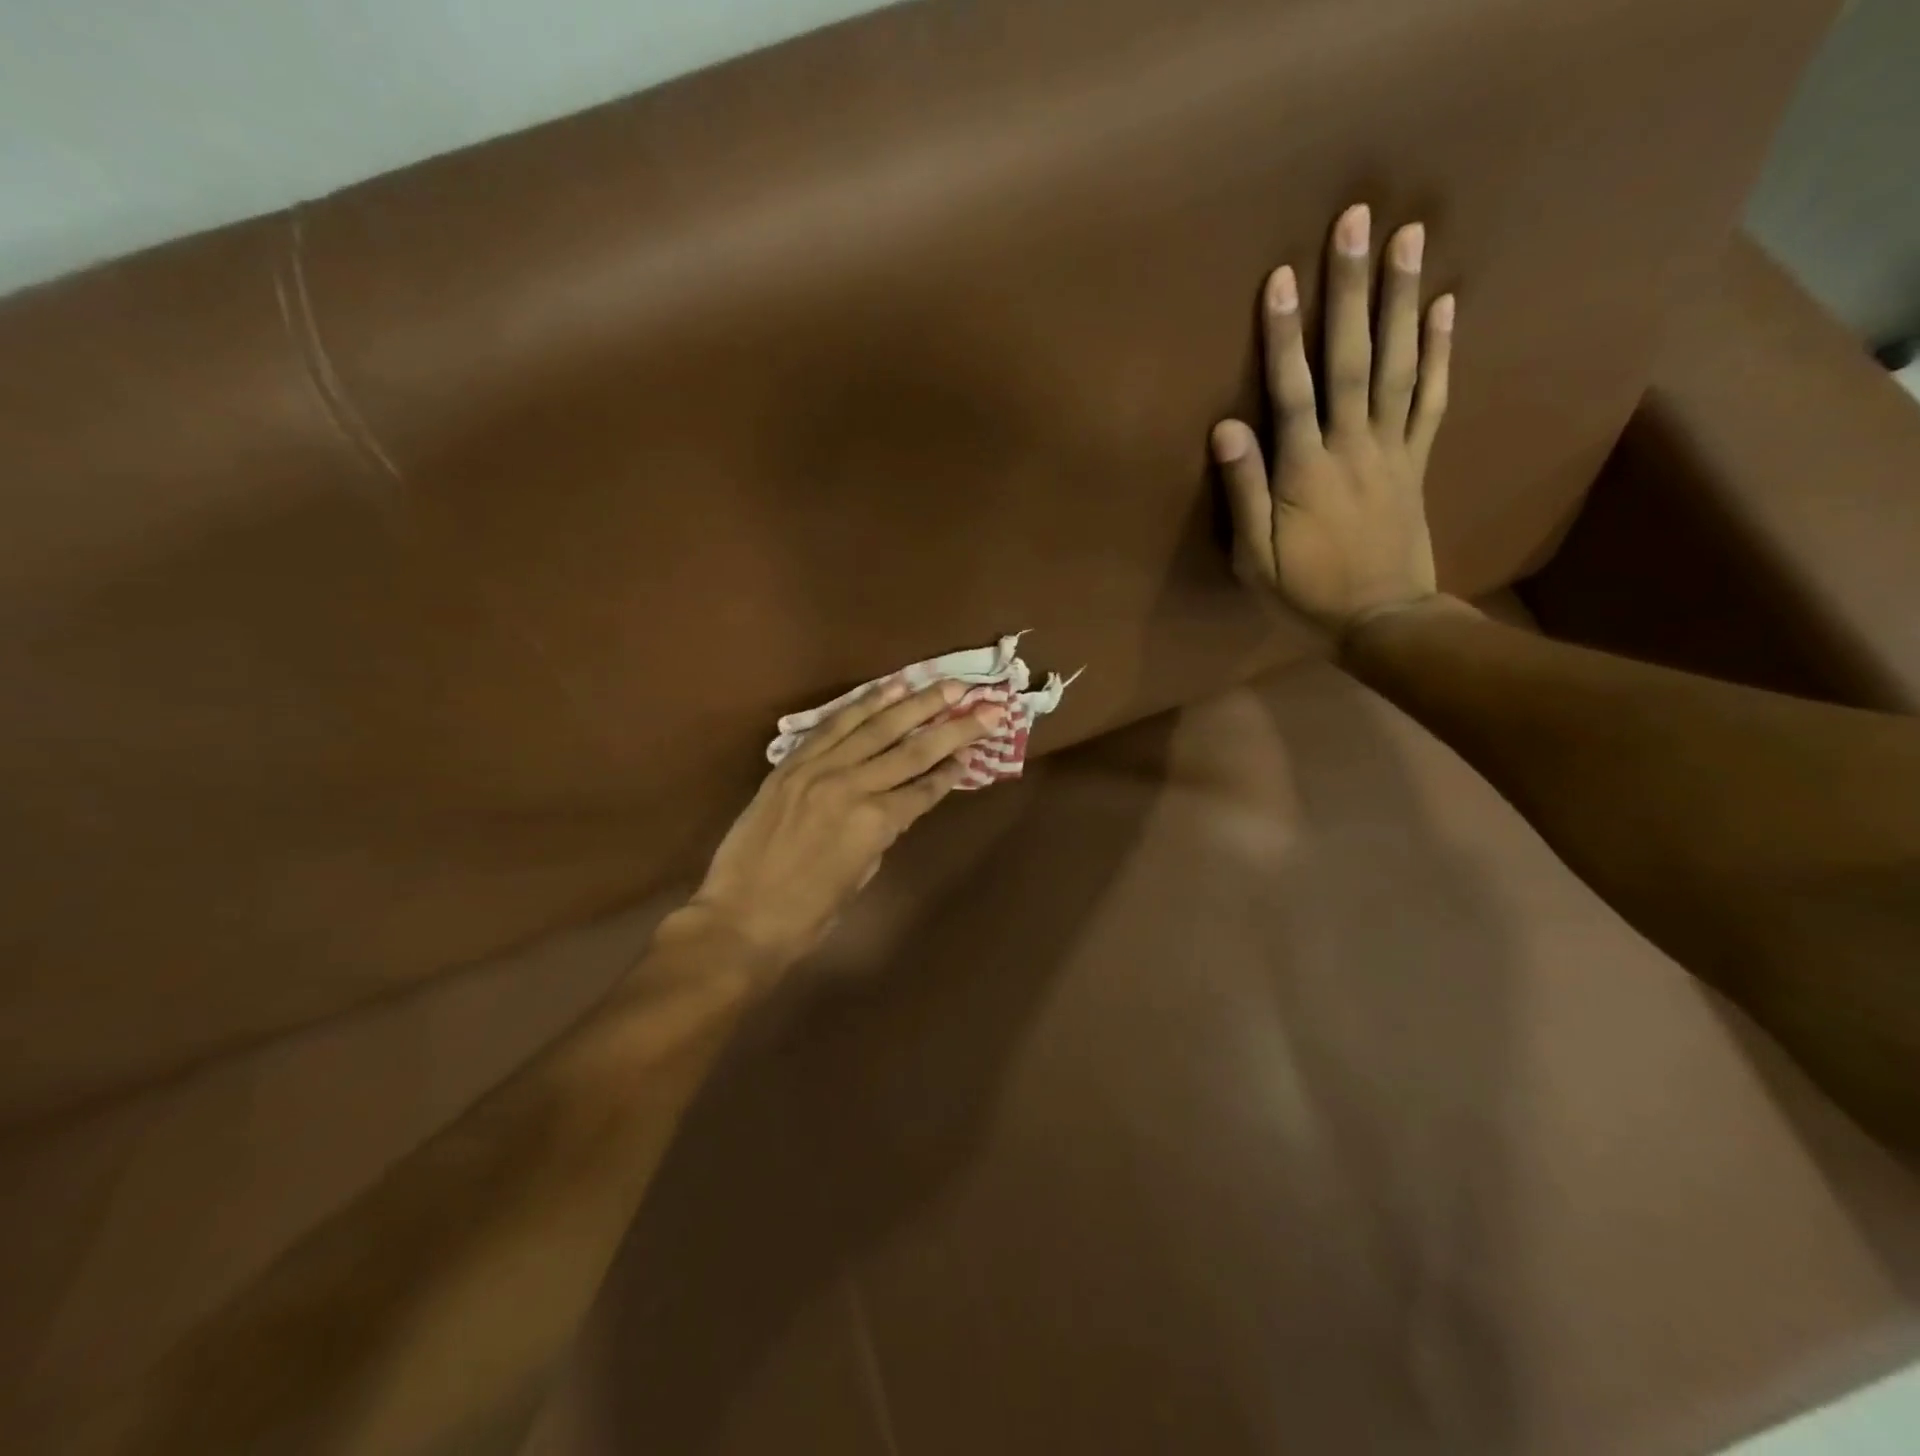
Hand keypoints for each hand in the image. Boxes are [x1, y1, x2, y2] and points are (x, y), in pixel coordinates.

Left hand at [682, 679, 1001, 973]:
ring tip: (945, 685)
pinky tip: (889, 689)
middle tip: (986, 704)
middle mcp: (853, 786)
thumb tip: (897, 803)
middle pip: (913, 749)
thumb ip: (882, 832)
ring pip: (876, 726)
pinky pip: (833, 725)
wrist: (739, 919)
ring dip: (915, 702)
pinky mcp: (791, 763)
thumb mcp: (861, 875)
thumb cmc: (807, 915)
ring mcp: (818, 770)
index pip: (926, 787)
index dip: (954, 768)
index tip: (977, 749)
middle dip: (954, 726)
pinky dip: (863, 705)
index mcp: (875, 823)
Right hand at [1211, 203, 1454, 637]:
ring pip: (1398, 366)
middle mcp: (1352, 447)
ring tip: (1411, 237)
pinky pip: (1432, 399)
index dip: (1283, 336)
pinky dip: (1440, 352)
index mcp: (1306, 472)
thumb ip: (1245, 492)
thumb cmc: (1305, 593)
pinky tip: (1446, 306)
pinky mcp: (1416, 461)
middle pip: (1352, 360)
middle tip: (1358, 222)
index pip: (1292, 392)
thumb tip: (1227, 427)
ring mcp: (1391, 451)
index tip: (1280, 278)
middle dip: (1351, 291)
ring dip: (1403, 300)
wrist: (1382, 620)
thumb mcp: (1256, 558)